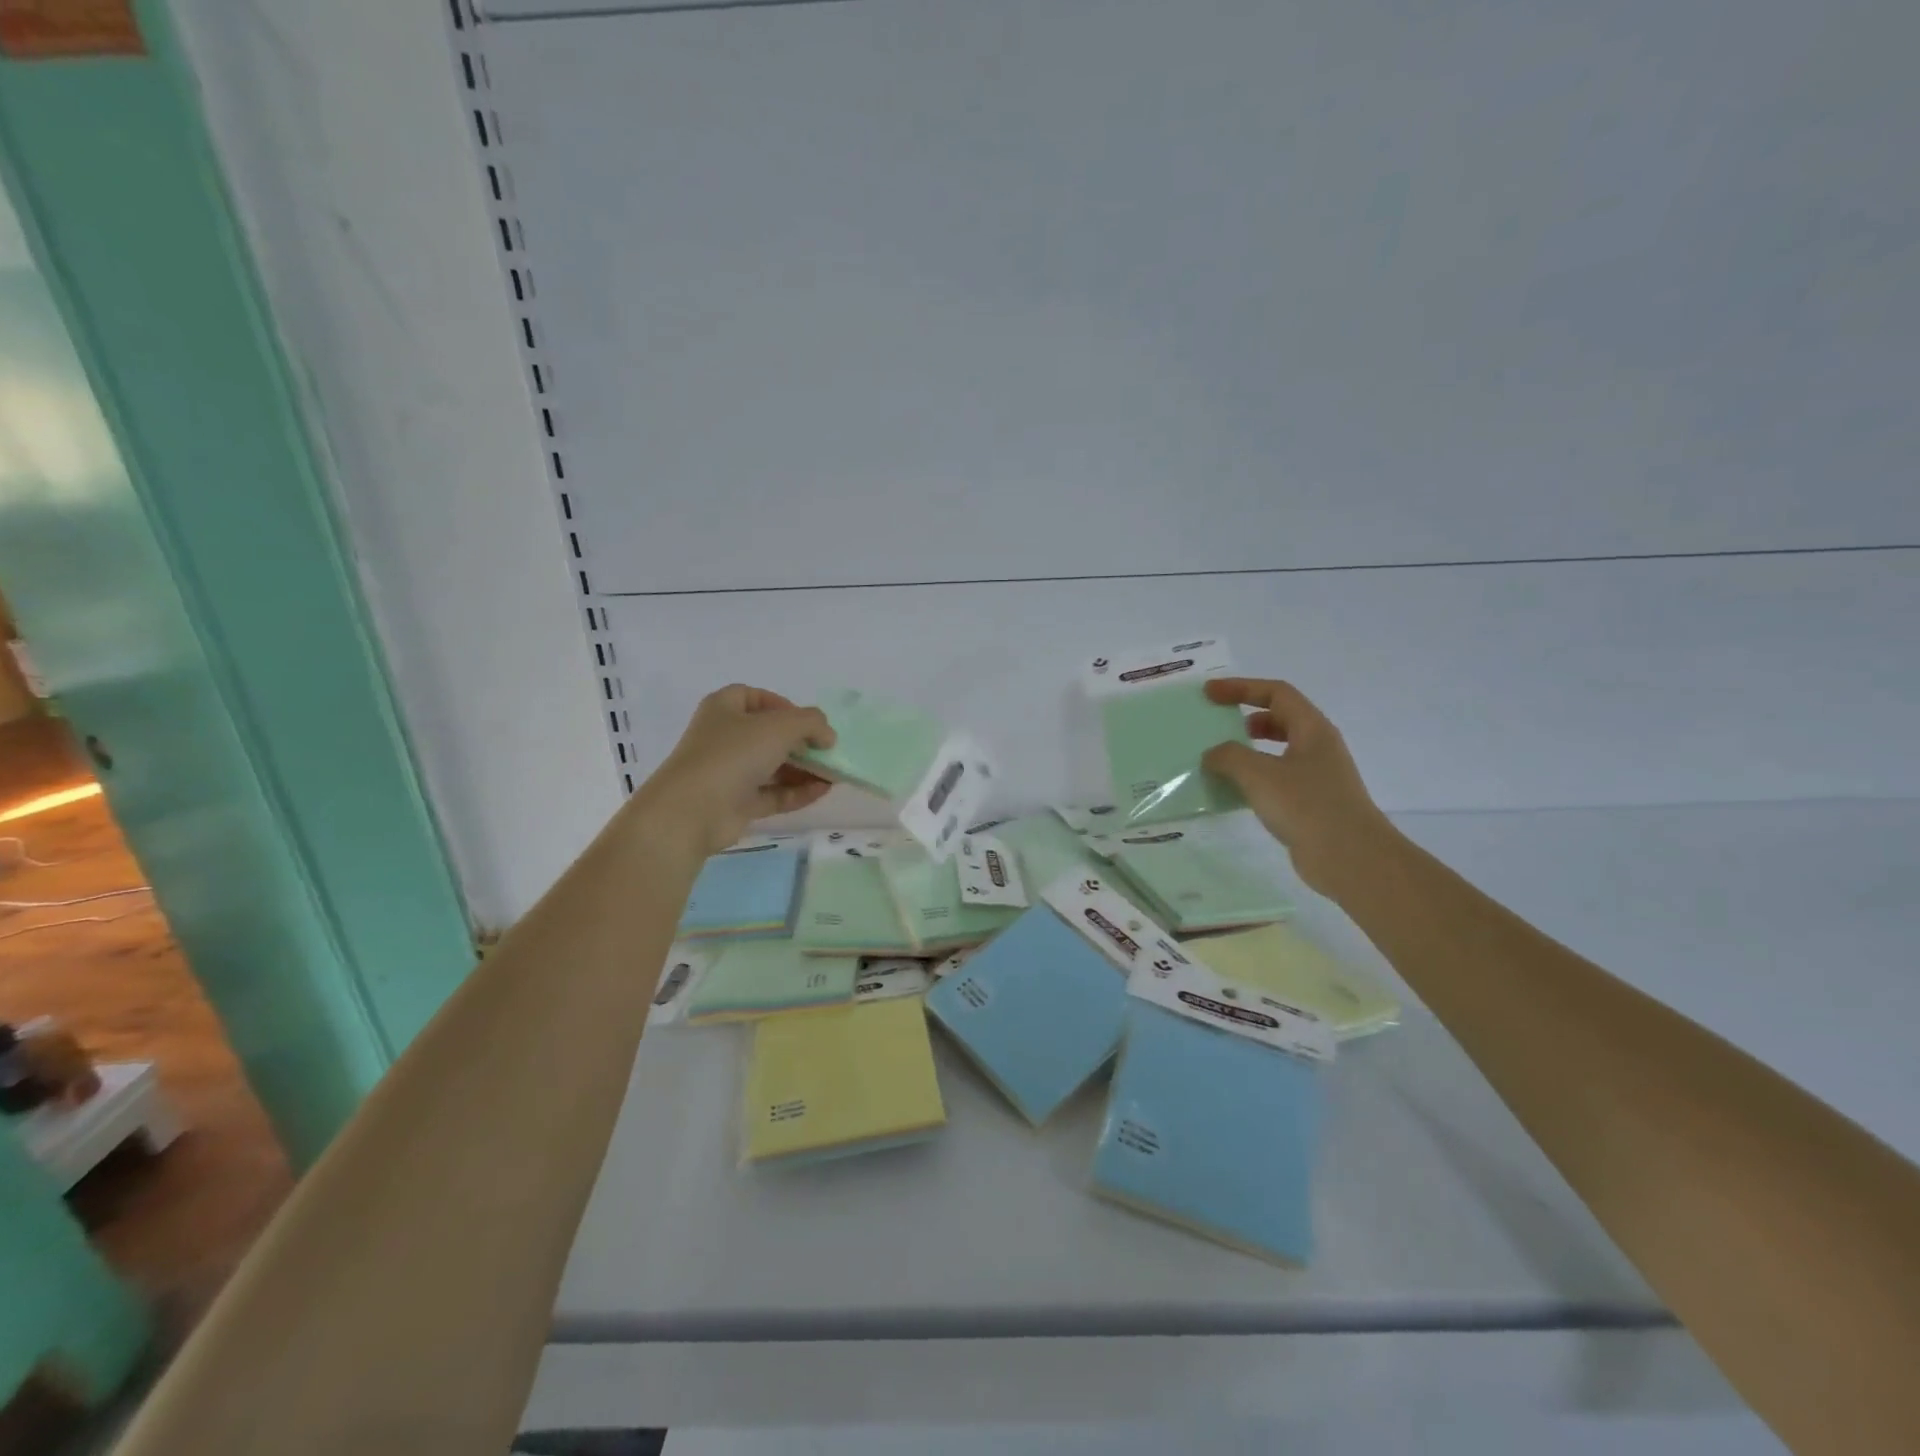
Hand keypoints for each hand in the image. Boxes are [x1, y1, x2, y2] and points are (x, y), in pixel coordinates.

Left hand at [639, 685, 834, 856]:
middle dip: (800, 742)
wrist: (693, 811)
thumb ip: (811, 723)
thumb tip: (827, 736)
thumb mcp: (780, 727)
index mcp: (724, 709)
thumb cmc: (734, 754)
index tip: (807, 721)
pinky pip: (772, 793)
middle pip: (768, 735)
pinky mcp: (736, 803)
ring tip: (833, 774)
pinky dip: (796, 791)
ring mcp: (729, 772)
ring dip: (803, 769)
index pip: (755, 697)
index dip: (783, 705)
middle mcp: (724, 737)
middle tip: (826, 750)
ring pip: (772, 766)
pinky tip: (823, 791)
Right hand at [1201, 678, 1396, 896]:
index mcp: (1312, 729)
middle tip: (1216, 724)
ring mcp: (1317, 776)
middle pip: (1280, 718)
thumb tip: (1212, 754)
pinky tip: (1234, 791)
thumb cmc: (1306, 805)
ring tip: (1219, 759)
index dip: (1241, 688)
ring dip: (1249, 749)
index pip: (1276, 693)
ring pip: (1278, 751)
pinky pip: (1277, 778)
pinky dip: (1254, 778)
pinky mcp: (1311, 803)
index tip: (1210, 693)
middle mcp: (1318, 747)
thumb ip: (1229, 757)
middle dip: (1246, 717)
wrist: (1349, 857)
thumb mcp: (1259, 774)